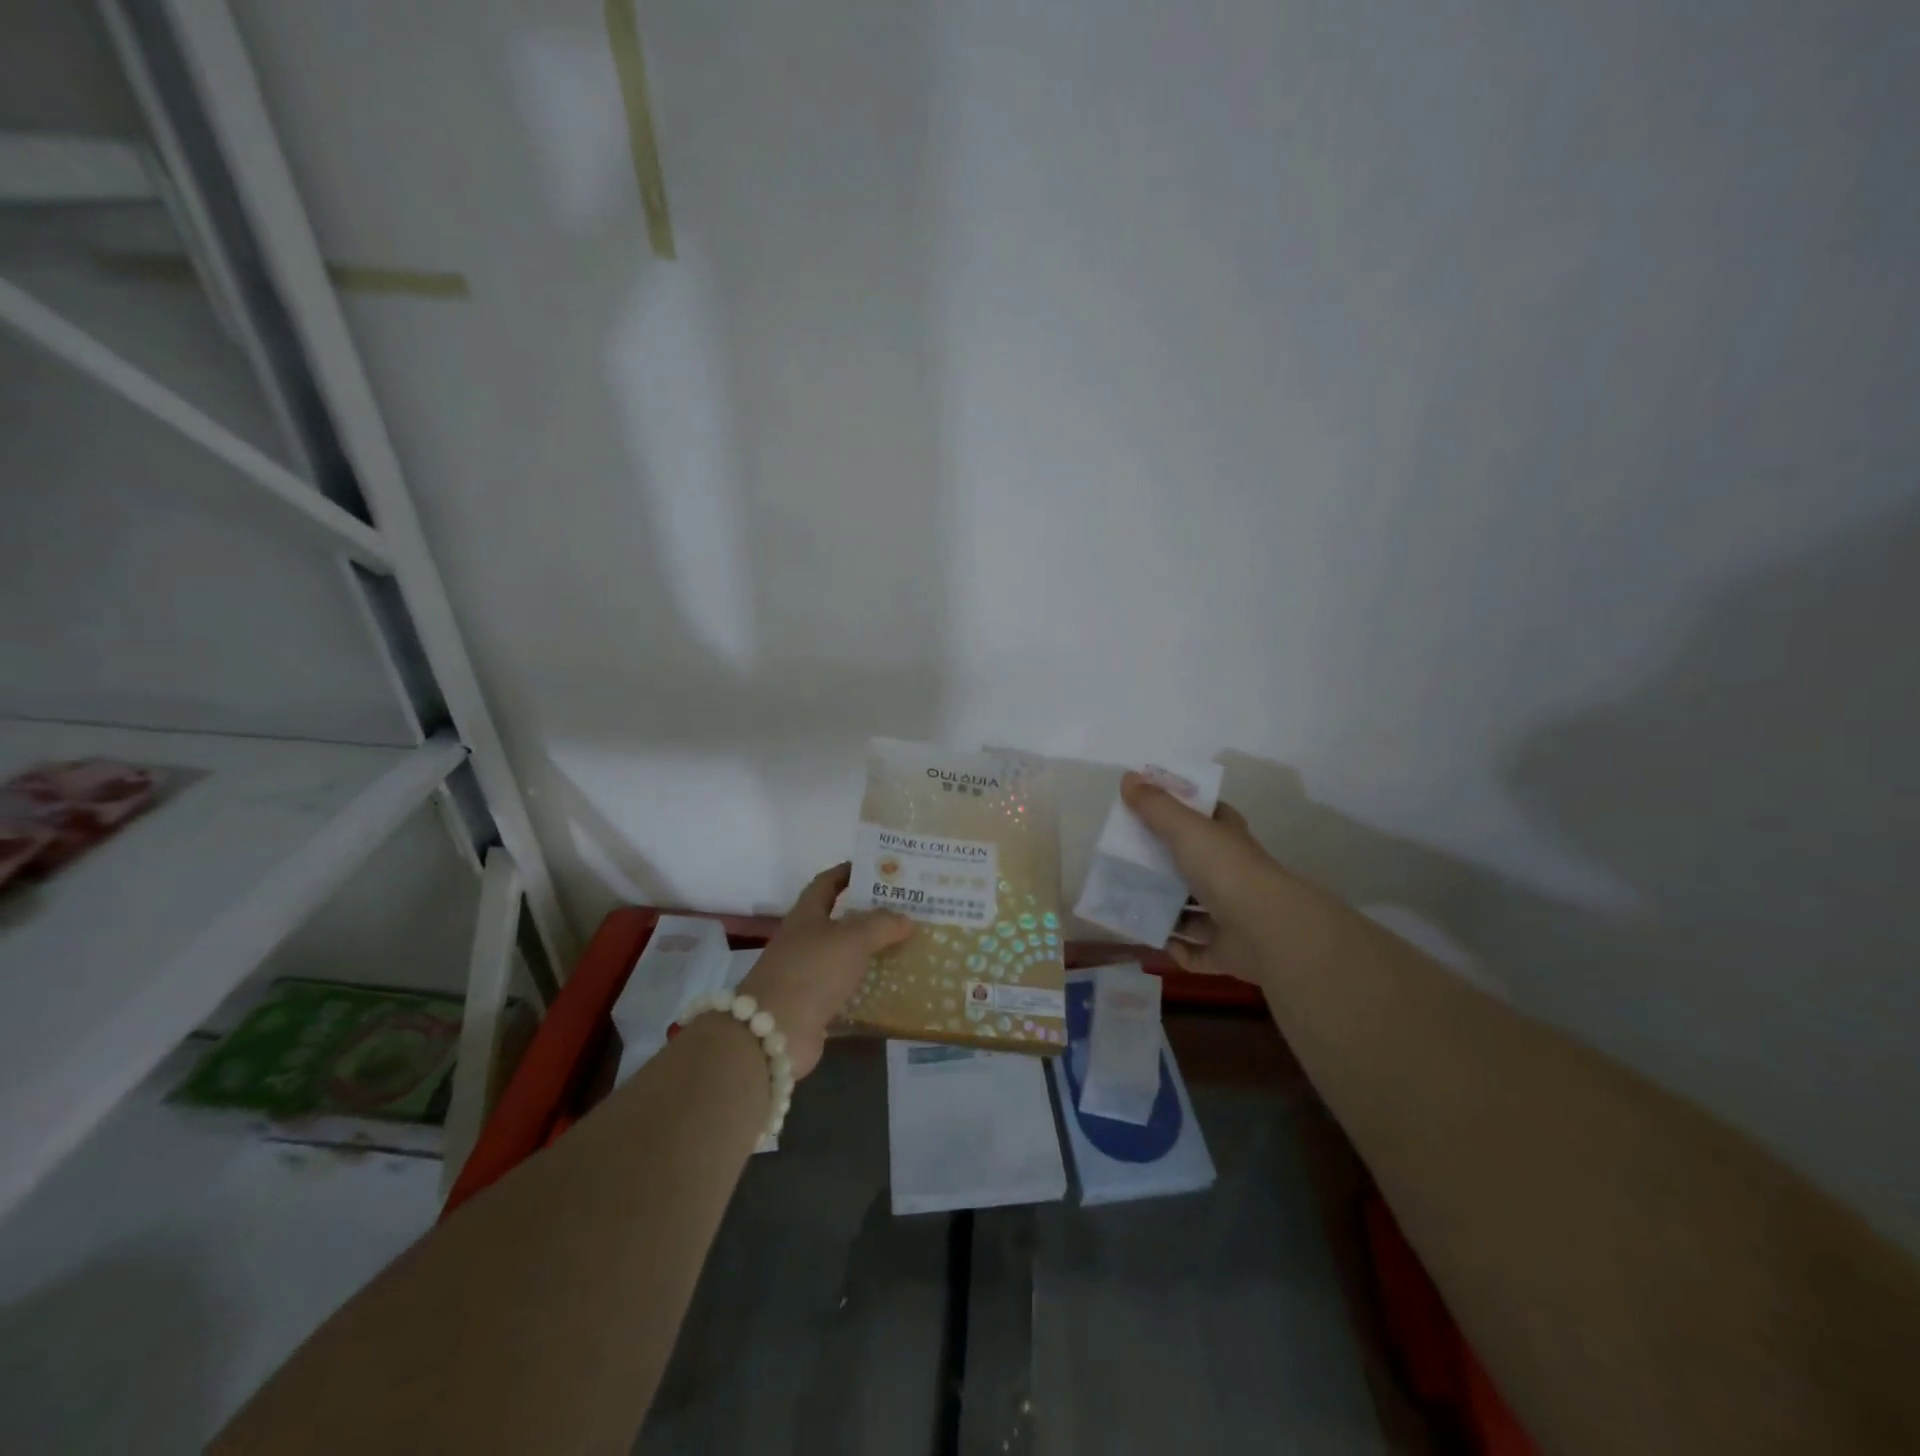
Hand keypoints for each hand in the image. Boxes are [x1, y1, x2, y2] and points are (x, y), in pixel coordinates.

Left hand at [738, 863, 911, 1077]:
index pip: (827, 883)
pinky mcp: (816, 1007)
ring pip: (846, 957)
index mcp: (807, 915)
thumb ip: (881, 925)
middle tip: (906, 910)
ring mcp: (809, 975)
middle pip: (840, 921)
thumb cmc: (812, 970)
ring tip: (908, 947)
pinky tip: (895, 988)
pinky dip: (869, 989)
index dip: (848, 872)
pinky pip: (848, 991)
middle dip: (870, 915)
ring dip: (873, 953)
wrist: (775, 1031)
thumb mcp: (851, 938)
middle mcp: (805, 941)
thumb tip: (906, 919)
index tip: (876, 869)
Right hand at [1120, 771, 1285, 985]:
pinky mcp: (1227, 951)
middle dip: (1165, 866)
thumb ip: (1154, 805)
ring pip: (1195, 911)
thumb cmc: (1224, 869)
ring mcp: (1232, 916)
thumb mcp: (1184, 827)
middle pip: (1196, 865)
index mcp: (1228, 840)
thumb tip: (1128, 776)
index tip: (1154, 812)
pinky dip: (1178, 949)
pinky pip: (1198, 951)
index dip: (1187, 812)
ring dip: (1168, 910)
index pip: (1211, 818)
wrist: (1267, 931)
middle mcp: (1233, 875)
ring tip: (1130, 904)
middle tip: (1127, 862)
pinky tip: (1154, 941)